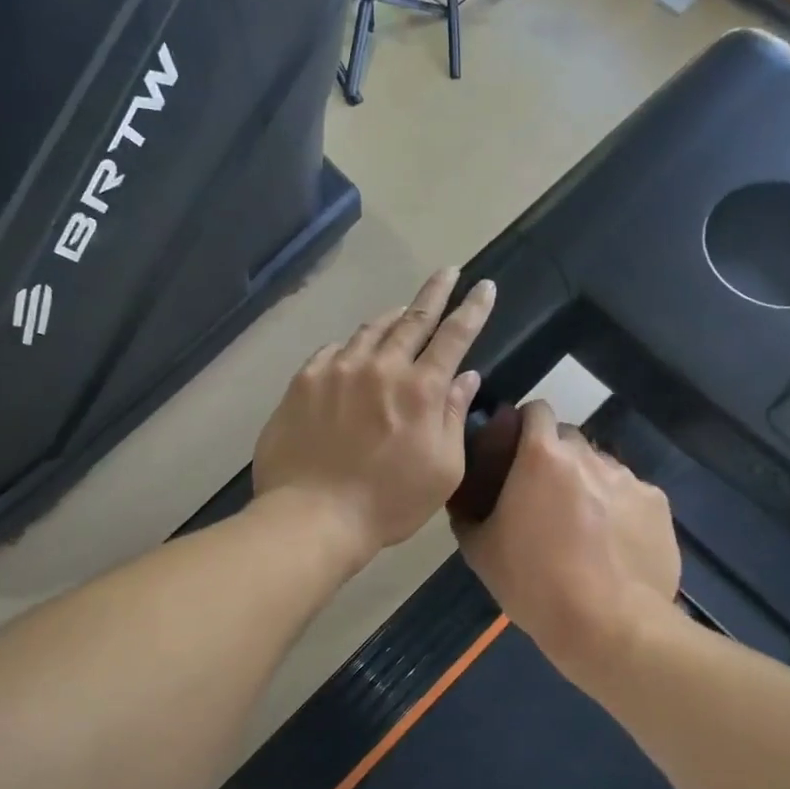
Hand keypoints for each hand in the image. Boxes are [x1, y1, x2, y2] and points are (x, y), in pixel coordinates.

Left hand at [253, 268, 496, 566]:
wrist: (312, 515)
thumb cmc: (388, 502)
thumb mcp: (442, 469)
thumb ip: (453, 417)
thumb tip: (466, 377)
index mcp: (421, 389)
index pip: (454, 335)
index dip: (472, 308)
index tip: (484, 286)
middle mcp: (381, 366)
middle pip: (413, 318)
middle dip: (435, 292)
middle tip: (446, 272)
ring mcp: (338, 369)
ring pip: (371, 329)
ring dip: (392, 317)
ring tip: (401, 312)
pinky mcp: (305, 380)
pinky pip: (333, 349)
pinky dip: (351, 346)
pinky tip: (352, 353)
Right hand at [453, 401, 679, 684]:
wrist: (609, 626)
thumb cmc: (535, 584)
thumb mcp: (481, 552)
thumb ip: (468, 515)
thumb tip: (463, 504)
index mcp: (542, 457)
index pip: (536, 411)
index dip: (525, 426)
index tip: (516, 452)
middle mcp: (589, 456)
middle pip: (570, 439)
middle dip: (556, 457)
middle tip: (545, 496)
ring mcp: (629, 479)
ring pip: (602, 467)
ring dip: (589, 483)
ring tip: (585, 525)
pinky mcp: (659, 505)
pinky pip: (632, 494)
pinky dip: (620, 509)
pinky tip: (615, 544)